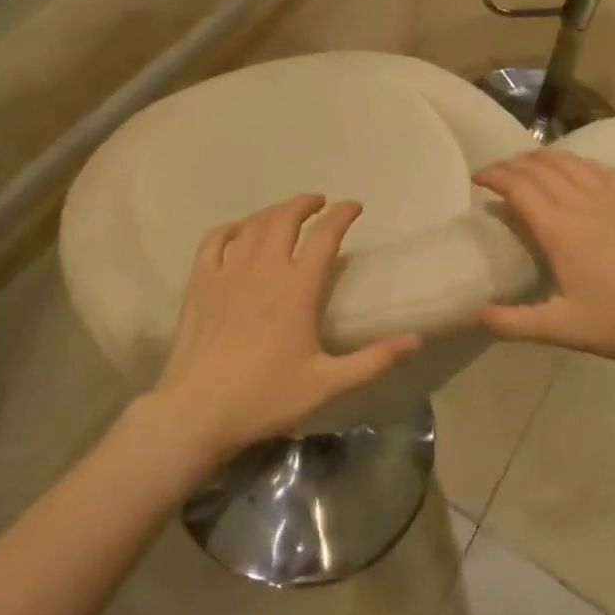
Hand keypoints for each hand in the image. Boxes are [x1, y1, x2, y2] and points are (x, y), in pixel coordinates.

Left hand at [150, 194, 419, 462]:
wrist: (198, 412)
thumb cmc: (266, 397)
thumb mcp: (328, 383)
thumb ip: (374, 360)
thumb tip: (416, 341)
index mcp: (297, 288)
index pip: (325, 235)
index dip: (342, 214)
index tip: (354, 206)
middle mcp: (264, 269)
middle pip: (285, 218)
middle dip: (306, 204)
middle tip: (319, 202)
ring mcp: (228, 272)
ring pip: (252, 225)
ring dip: (273, 211)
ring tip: (286, 211)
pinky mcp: (200, 283)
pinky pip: (214, 241)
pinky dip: (229, 228)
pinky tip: (237, 230)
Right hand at [474, 149, 614, 364]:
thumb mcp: (561, 329)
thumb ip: (512, 322)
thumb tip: (470, 315)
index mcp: (559, 229)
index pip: (518, 187)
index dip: (494, 176)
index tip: (476, 178)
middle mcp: (581, 202)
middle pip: (539, 168)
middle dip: (511, 164)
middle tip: (495, 173)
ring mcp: (611, 197)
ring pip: (568, 161)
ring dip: (540, 157)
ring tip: (525, 165)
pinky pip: (597, 168)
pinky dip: (574, 161)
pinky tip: (571, 169)